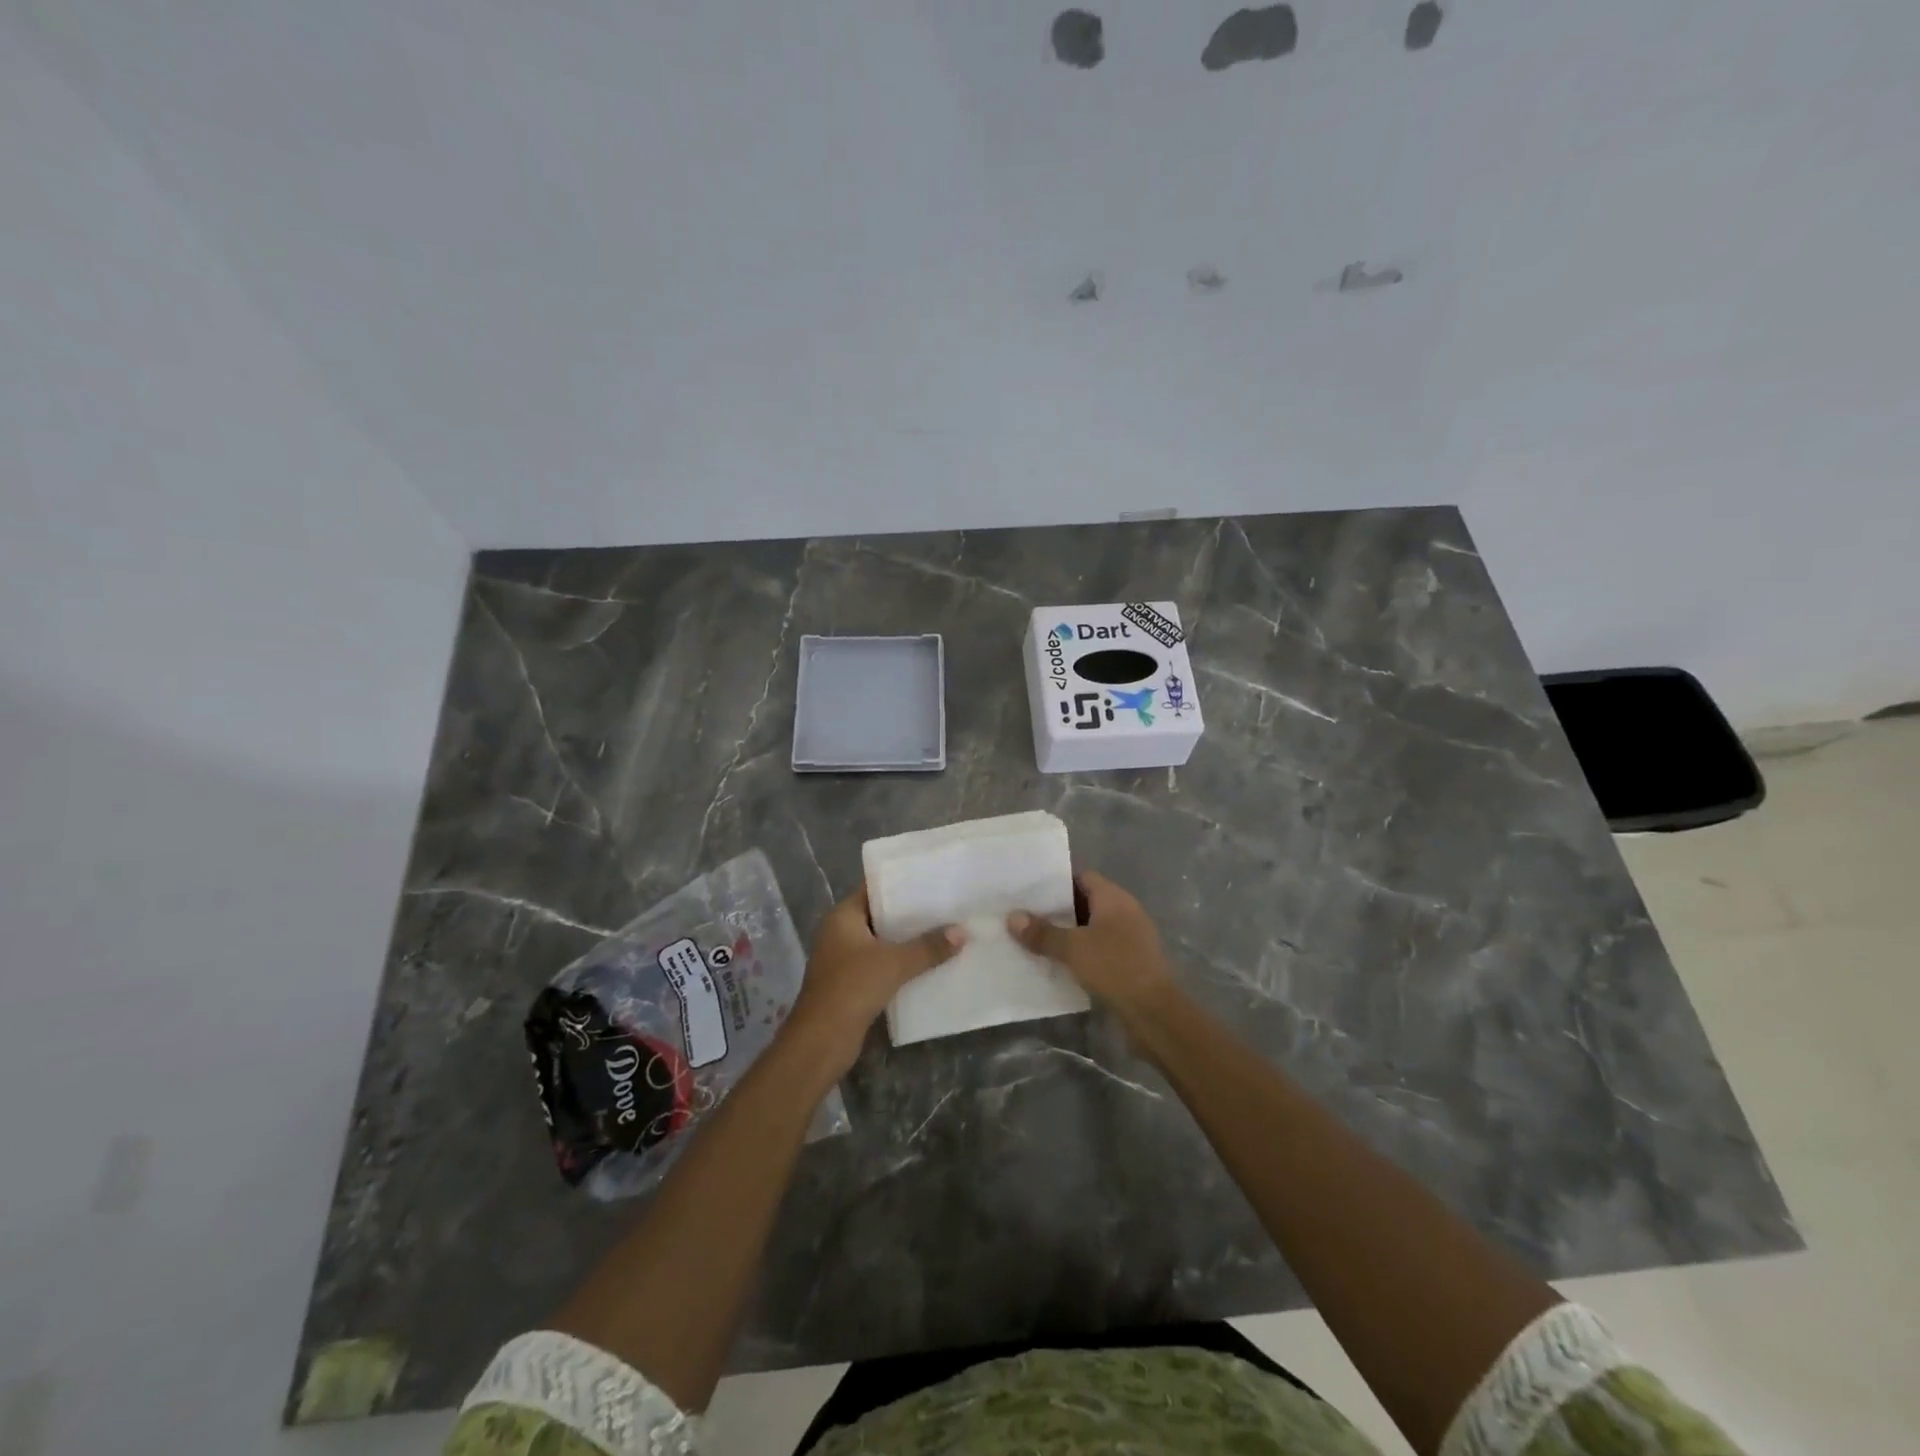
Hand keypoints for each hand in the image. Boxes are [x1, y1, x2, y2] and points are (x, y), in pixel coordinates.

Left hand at [787, 885, 964, 1073]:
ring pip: (883, 942)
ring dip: (909, 942)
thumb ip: (928, 947)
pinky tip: (930, 964)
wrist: (821, 1042)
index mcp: (843, 916)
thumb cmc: (852, 988)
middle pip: (881, 916)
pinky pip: (882, 965)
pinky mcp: (852, 984)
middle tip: (947, 906)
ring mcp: (844, 960)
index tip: (932, 878)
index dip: (902, 883)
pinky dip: (902, 964)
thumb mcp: (894, 963)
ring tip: (946, 932)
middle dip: (911, 915)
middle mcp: (840, 933)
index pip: (874, 888)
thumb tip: (963, 931)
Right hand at [1008, 870, 1178, 1030]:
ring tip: (1034, 939)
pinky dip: (1080, 953)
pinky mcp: (1130, 963)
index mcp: (1114, 898)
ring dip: (1068, 934)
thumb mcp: (1073, 949)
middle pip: (1085, 902)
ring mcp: (1129, 938)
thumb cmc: (1115, 968)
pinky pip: (1099, 949)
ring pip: (1091, 928)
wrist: (1155, 1014)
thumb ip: (1043, 933)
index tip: (1029, 890)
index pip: (1082, 877)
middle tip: (1025, 915)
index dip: (1057, 882)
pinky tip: (1057, 963)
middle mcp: (1124, 912)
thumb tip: (1012, 917)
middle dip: (1057, 910)